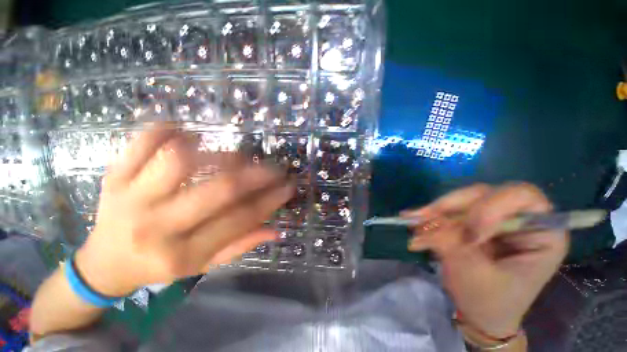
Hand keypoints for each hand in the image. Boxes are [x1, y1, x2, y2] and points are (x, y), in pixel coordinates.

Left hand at [75, 125, 293, 296]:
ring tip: (237, 157)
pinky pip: (141, 141)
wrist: (103, 263)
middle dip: (258, 174)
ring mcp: (129, 196)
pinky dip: (168, 130)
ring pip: (181, 159)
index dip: (271, 199)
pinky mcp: (113, 176)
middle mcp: (156, 226)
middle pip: (220, 188)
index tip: (288, 186)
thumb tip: (276, 230)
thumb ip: (240, 246)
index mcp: (182, 254)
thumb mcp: (203, 266)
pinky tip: (190, 134)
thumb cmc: (158, 268)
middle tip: (275, 168)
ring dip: (220, 153)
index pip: (240, 219)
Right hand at [404, 183, 568, 337]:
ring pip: (461, 199)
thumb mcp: (474, 275)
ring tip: (413, 221)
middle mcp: (518, 218)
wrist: (479, 313)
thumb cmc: (489, 301)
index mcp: (542, 233)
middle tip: (425, 220)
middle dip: (452, 207)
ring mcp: (492, 218)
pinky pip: (448, 209)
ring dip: (435, 211)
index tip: (469, 237)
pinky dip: (429, 215)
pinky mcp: (471, 221)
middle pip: (484, 194)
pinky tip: (411, 218)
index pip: (523, 197)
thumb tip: (428, 222)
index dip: (491, 209)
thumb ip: (453, 244)